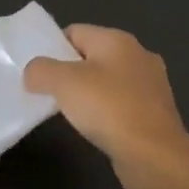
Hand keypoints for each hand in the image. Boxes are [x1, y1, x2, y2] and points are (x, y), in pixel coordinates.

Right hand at [24, 24, 188, 188]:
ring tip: (68, 113)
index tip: (36, 72)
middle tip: (47, 92)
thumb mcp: (63, 82)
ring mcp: (150, 85)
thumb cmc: (108, 109)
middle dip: (67, 73)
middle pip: (90, 56)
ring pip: (106, 81)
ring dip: (86, 94)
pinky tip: (94, 127)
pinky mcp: (155, 112)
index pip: (74, 32)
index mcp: (117, 40)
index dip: (51, 48)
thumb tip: (33, 74)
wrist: (155, 156)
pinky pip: (120, 103)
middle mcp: (138, 55)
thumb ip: (40, 70)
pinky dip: (104, 112)